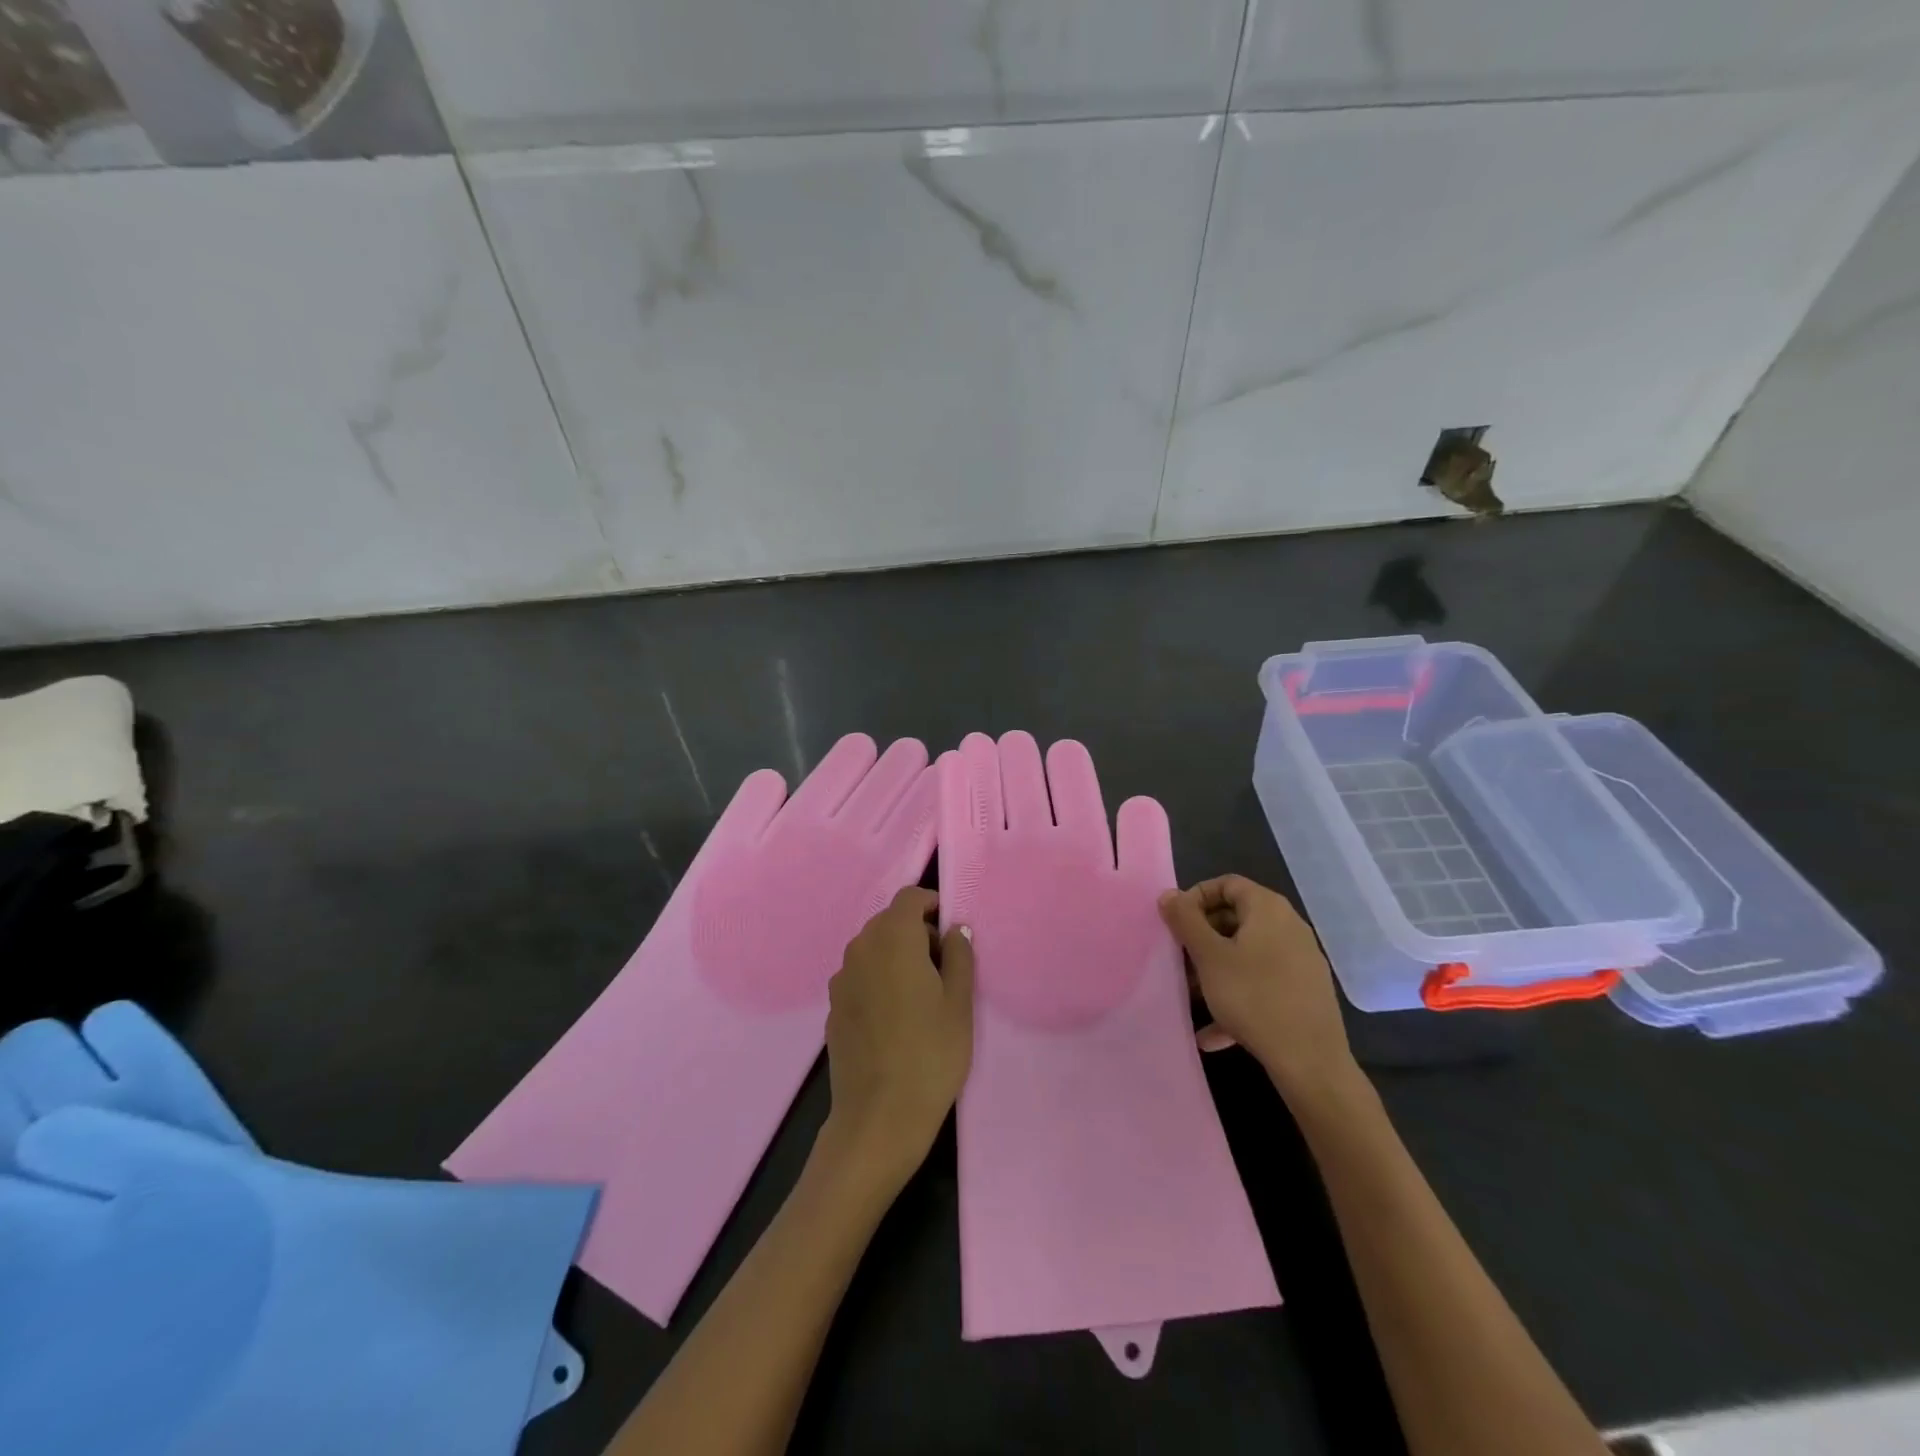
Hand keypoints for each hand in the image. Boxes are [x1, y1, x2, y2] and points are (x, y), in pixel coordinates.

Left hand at [818, 888, 974, 1194]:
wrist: (878, 1118)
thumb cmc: (931, 1054)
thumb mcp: (959, 1003)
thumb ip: (959, 956)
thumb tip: (955, 930)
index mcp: (893, 939)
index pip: (909, 898)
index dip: (933, 905)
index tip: (952, 932)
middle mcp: (860, 949)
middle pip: (890, 922)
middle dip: (917, 933)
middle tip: (945, 969)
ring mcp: (841, 979)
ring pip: (874, 949)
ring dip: (897, 957)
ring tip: (923, 997)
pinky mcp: (833, 1007)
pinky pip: (861, 976)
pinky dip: (880, 980)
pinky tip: (896, 1019)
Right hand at [1158, 875, 1357, 1104]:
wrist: (1310, 1062)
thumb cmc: (1253, 997)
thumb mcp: (1209, 956)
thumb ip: (1185, 920)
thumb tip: (1169, 894)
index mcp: (1268, 909)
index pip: (1227, 884)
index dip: (1196, 898)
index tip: (1176, 924)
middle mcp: (1289, 926)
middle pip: (1236, 918)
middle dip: (1203, 937)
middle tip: (1180, 960)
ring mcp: (1300, 961)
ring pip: (1247, 954)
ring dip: (1216, 969)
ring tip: (1193, 995)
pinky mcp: (1304, 992)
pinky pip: (1262, 983)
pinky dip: (1237, 996)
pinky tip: (1213, 1032)